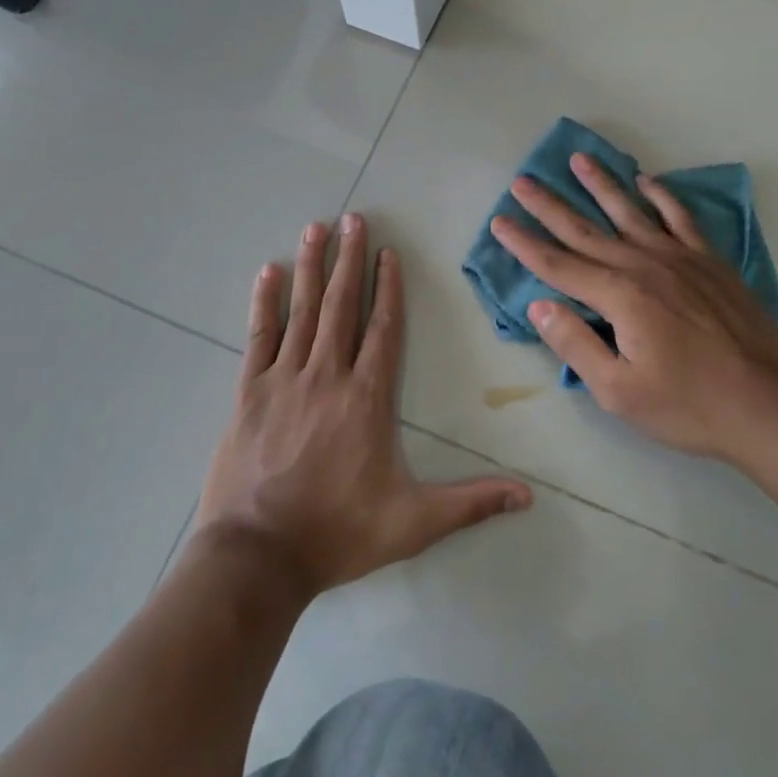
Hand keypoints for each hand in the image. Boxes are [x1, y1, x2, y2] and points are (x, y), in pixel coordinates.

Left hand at [197, 213, 532, 598]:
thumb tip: (528, 496)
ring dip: (312, 266)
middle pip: (342, 305)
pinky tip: (268, 270)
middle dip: (350, 259)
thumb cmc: (337, 534)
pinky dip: (265, 301)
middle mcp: (327, 376)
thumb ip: (470, 503)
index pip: (384, 328)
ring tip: (317, 228)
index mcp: (367, 398)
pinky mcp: (249, 392)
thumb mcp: (413, 523)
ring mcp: (284, 380)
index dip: (389, 287)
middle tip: (354, 218)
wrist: (256, 558)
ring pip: (302, 311)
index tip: (389, 251)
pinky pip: (259, 336)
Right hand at [491, 153, 777, 464]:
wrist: (768, 404)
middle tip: (522, 181)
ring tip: (578, 159)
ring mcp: (680, 259)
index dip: (524, 244)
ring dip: (601, 185)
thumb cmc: (688, 406)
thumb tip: (540, 305)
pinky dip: (661, 197)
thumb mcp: (619, 391)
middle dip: (549, 206)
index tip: (499, 220)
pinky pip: (680, 218)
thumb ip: (575, 344)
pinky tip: (647, 181)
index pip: (558, 265)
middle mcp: (644, 266)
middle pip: (586, 231)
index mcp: (619, 297)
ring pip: (630, 213)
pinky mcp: (710, 262)